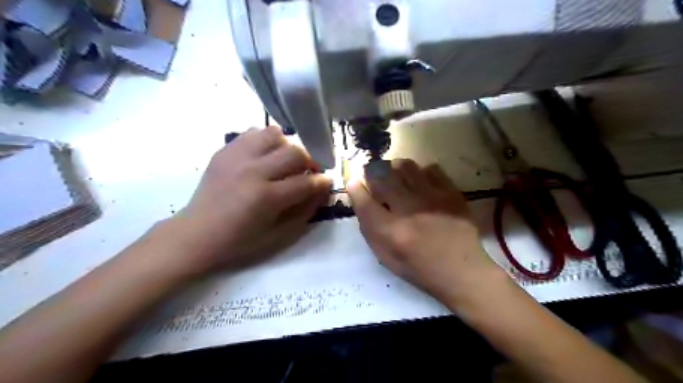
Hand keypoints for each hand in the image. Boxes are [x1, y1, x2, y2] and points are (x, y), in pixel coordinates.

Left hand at [167, 127, 332, 276]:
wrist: (197, 233)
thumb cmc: (240, 240)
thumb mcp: (278, 234)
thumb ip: (305, 211)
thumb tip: (323, 190)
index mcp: (266, 197)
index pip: (306, 181)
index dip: (322, 181)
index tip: (327, 181)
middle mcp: (253, 171)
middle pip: (295, 152)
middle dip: (311, 160)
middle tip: (310, 170)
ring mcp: (237, 157)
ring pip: (274, 134)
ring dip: (288, 145)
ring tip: (287, 159)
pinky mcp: (225, 151)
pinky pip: (253, 133)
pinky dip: (266, 140)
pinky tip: (266, 155)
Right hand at [349, 158, 502, 304]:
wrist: (461, 271)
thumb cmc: (419, 268)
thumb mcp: (385, 257)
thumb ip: (370, 229)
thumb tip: (361, 199)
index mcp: (391, 231)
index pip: (364, 200)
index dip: (355, 188)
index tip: (354, 183)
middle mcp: (409, 210)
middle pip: (382, 177)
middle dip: (372, 172)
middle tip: (373, 175)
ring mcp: (432, 198)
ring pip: (406, 166)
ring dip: (395, 168)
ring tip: (396, 175)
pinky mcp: (450, 193)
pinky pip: (430, 168)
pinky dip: (421, 172)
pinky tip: (421, 182)